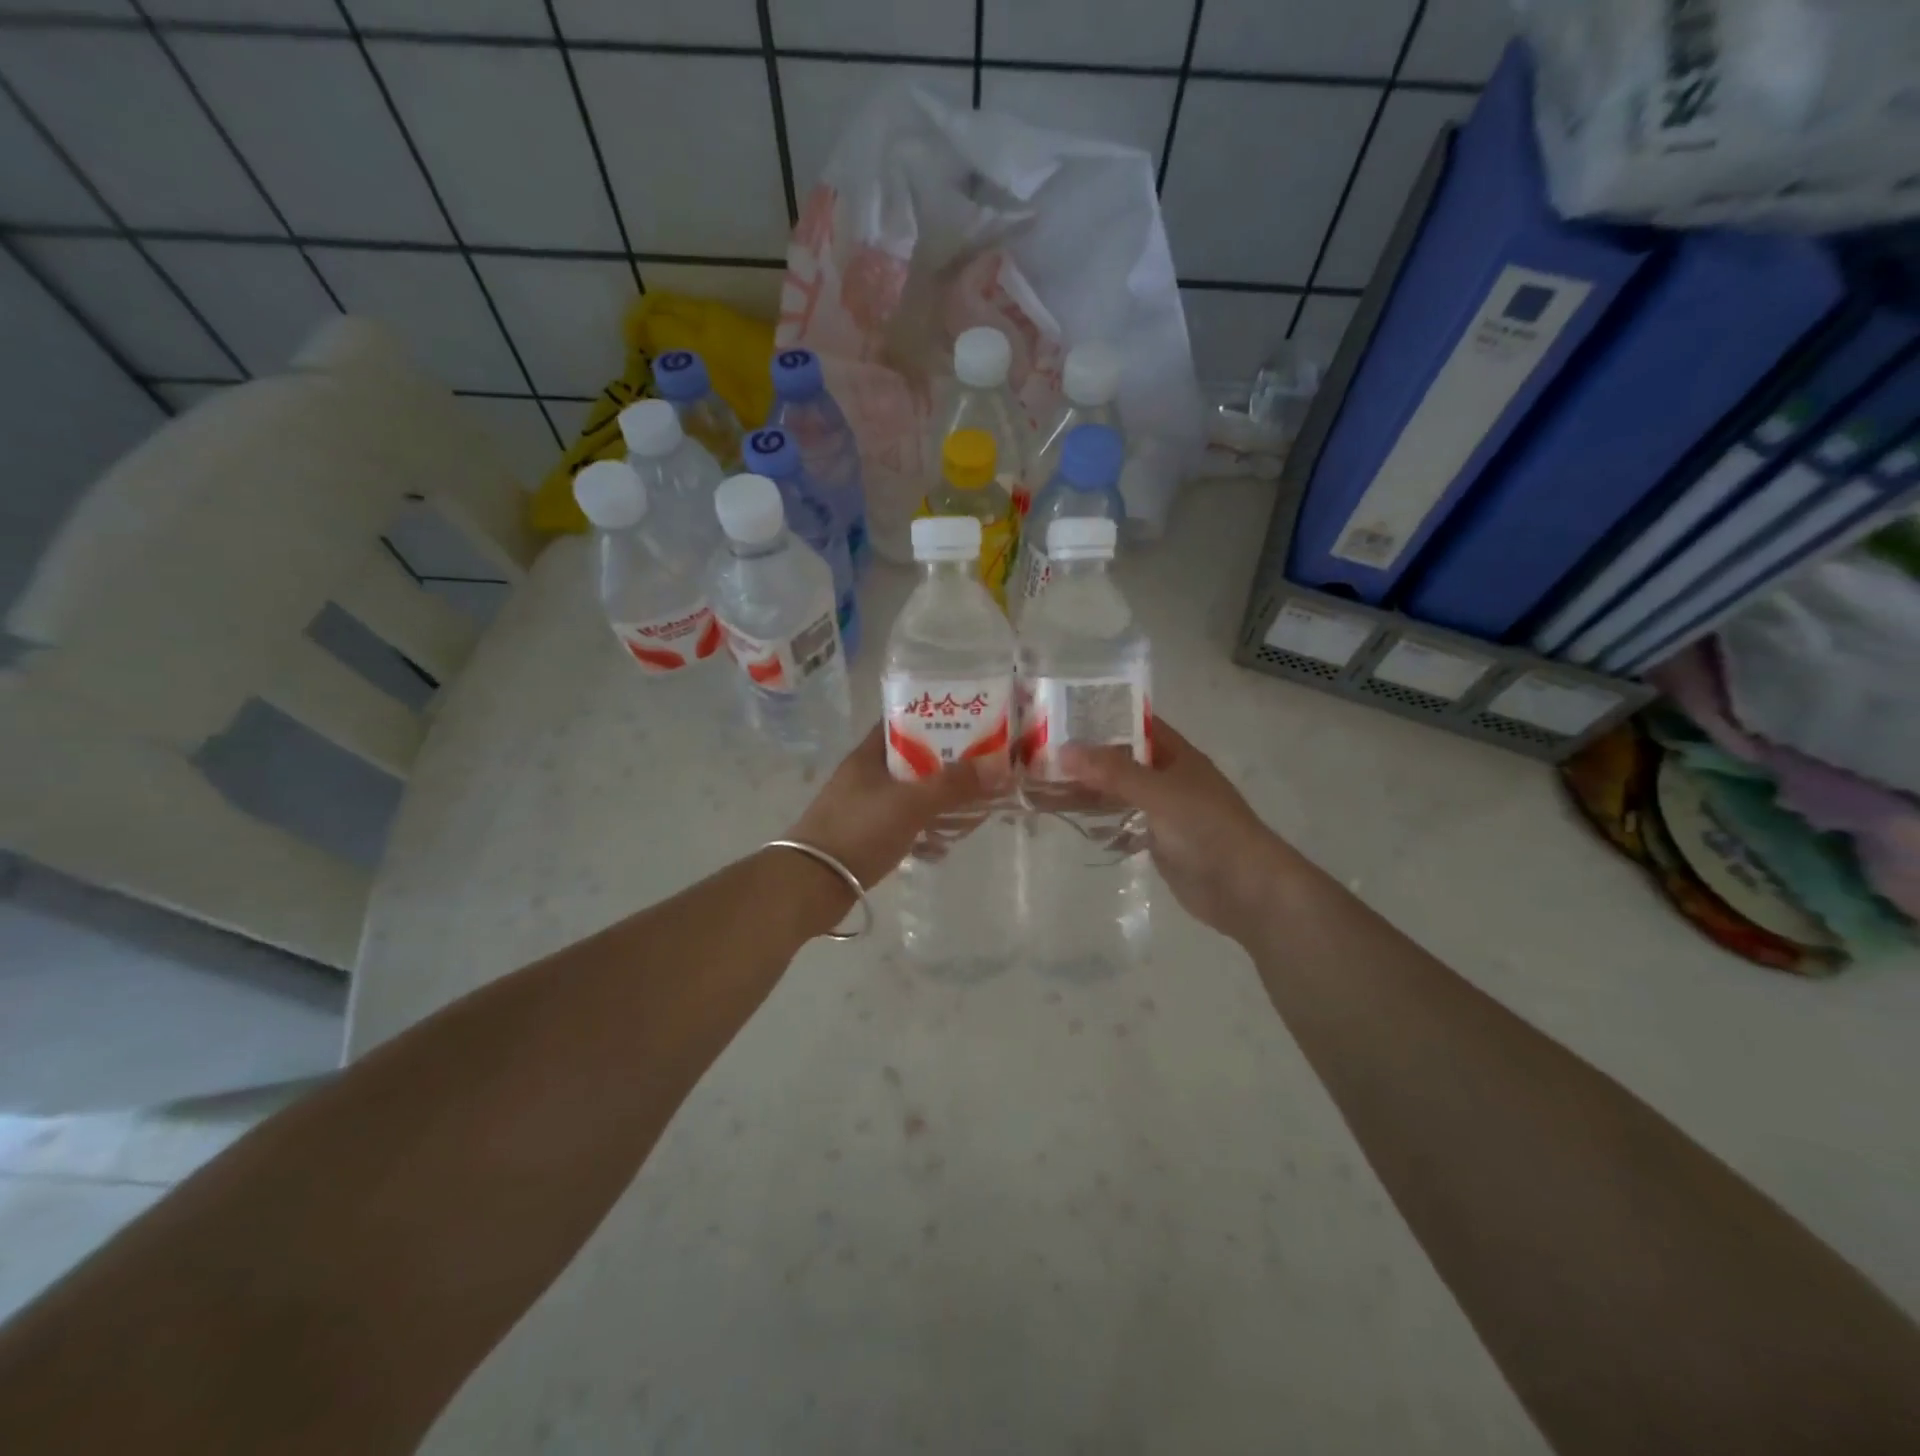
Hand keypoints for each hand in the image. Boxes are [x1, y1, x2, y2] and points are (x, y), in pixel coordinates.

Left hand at [786, 722, 1008, 890]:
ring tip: (974, 807)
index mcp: (869, 755)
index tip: (969, 721)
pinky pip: (904, 825)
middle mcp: (866, 776)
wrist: (811, 884)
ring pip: (910, 795)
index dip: (934, 717)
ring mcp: (864, 807)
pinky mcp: (866, 837)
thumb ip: (953, 785)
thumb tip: (998, 767)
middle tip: (983, 768)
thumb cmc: (859, 831)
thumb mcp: (910, 803)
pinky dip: (925, 830)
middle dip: (947, 765)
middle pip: (913, 760)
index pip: (902, 722)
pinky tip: (945, 843)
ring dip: (939, 800)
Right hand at [1060, 719, 1300, 941]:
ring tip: (1042, 791)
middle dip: (1084, 761)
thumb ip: (1113, 772)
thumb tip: (1064, 750)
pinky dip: (1100, 823)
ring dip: (1085, 793)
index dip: (1103, 718)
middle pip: (1120, 762)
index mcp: (1176, 756)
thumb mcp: (1159, 792)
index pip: (1135, 725)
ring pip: (1116, 795)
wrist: (1245, 889)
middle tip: (1038, 758)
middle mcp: (1168, 778)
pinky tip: (1071, 822)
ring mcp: (1163, 811)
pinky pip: (1122, 825)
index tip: (1061, 716)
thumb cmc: (1208, 828)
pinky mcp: (1158, 842)